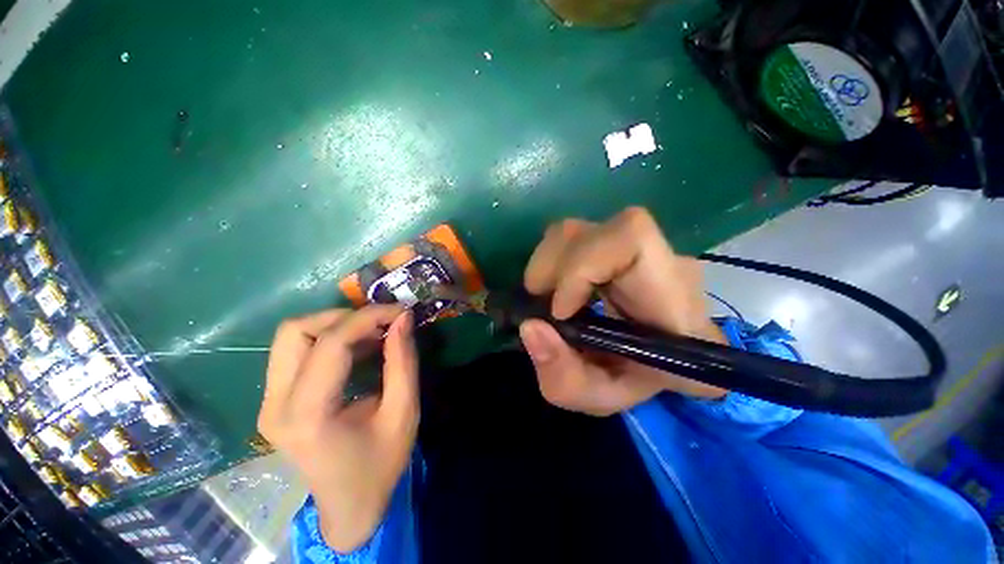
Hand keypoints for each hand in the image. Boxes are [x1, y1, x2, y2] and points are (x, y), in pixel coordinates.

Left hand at [258, 305, 417, 551]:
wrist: (349, 506)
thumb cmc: (380, 464)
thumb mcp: (403, 412)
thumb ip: (403, 362)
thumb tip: (403, 319)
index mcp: (307, 415)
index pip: (331, 343)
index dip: (369, 317)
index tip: (400, 312)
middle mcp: (275, 405)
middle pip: (295, 330)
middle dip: (344, 317)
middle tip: (381, 324)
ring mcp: (269, 402)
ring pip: (292, 336)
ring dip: (336, 326)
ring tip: (373, 335)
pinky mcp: (275, 400)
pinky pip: (297, 351)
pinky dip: (331, 339)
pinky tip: (359, 349)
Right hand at [520, 207, 726, 415]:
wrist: (659, 361)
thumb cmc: (638, 381)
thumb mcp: (599, 395)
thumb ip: (565, 377)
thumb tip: (530, 326)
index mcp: (674, 299)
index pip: (632, 240)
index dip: (582, 266)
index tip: (560, 311)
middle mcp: (661, 260)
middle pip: (594, 230)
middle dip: (554, 265)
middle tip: (542, 303)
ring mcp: (638, 246)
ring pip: (580, 228)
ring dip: (550, 262)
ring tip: (546, 296)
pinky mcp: (617, 244)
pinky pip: (577, 236)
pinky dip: (554, 260)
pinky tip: (556, 287)